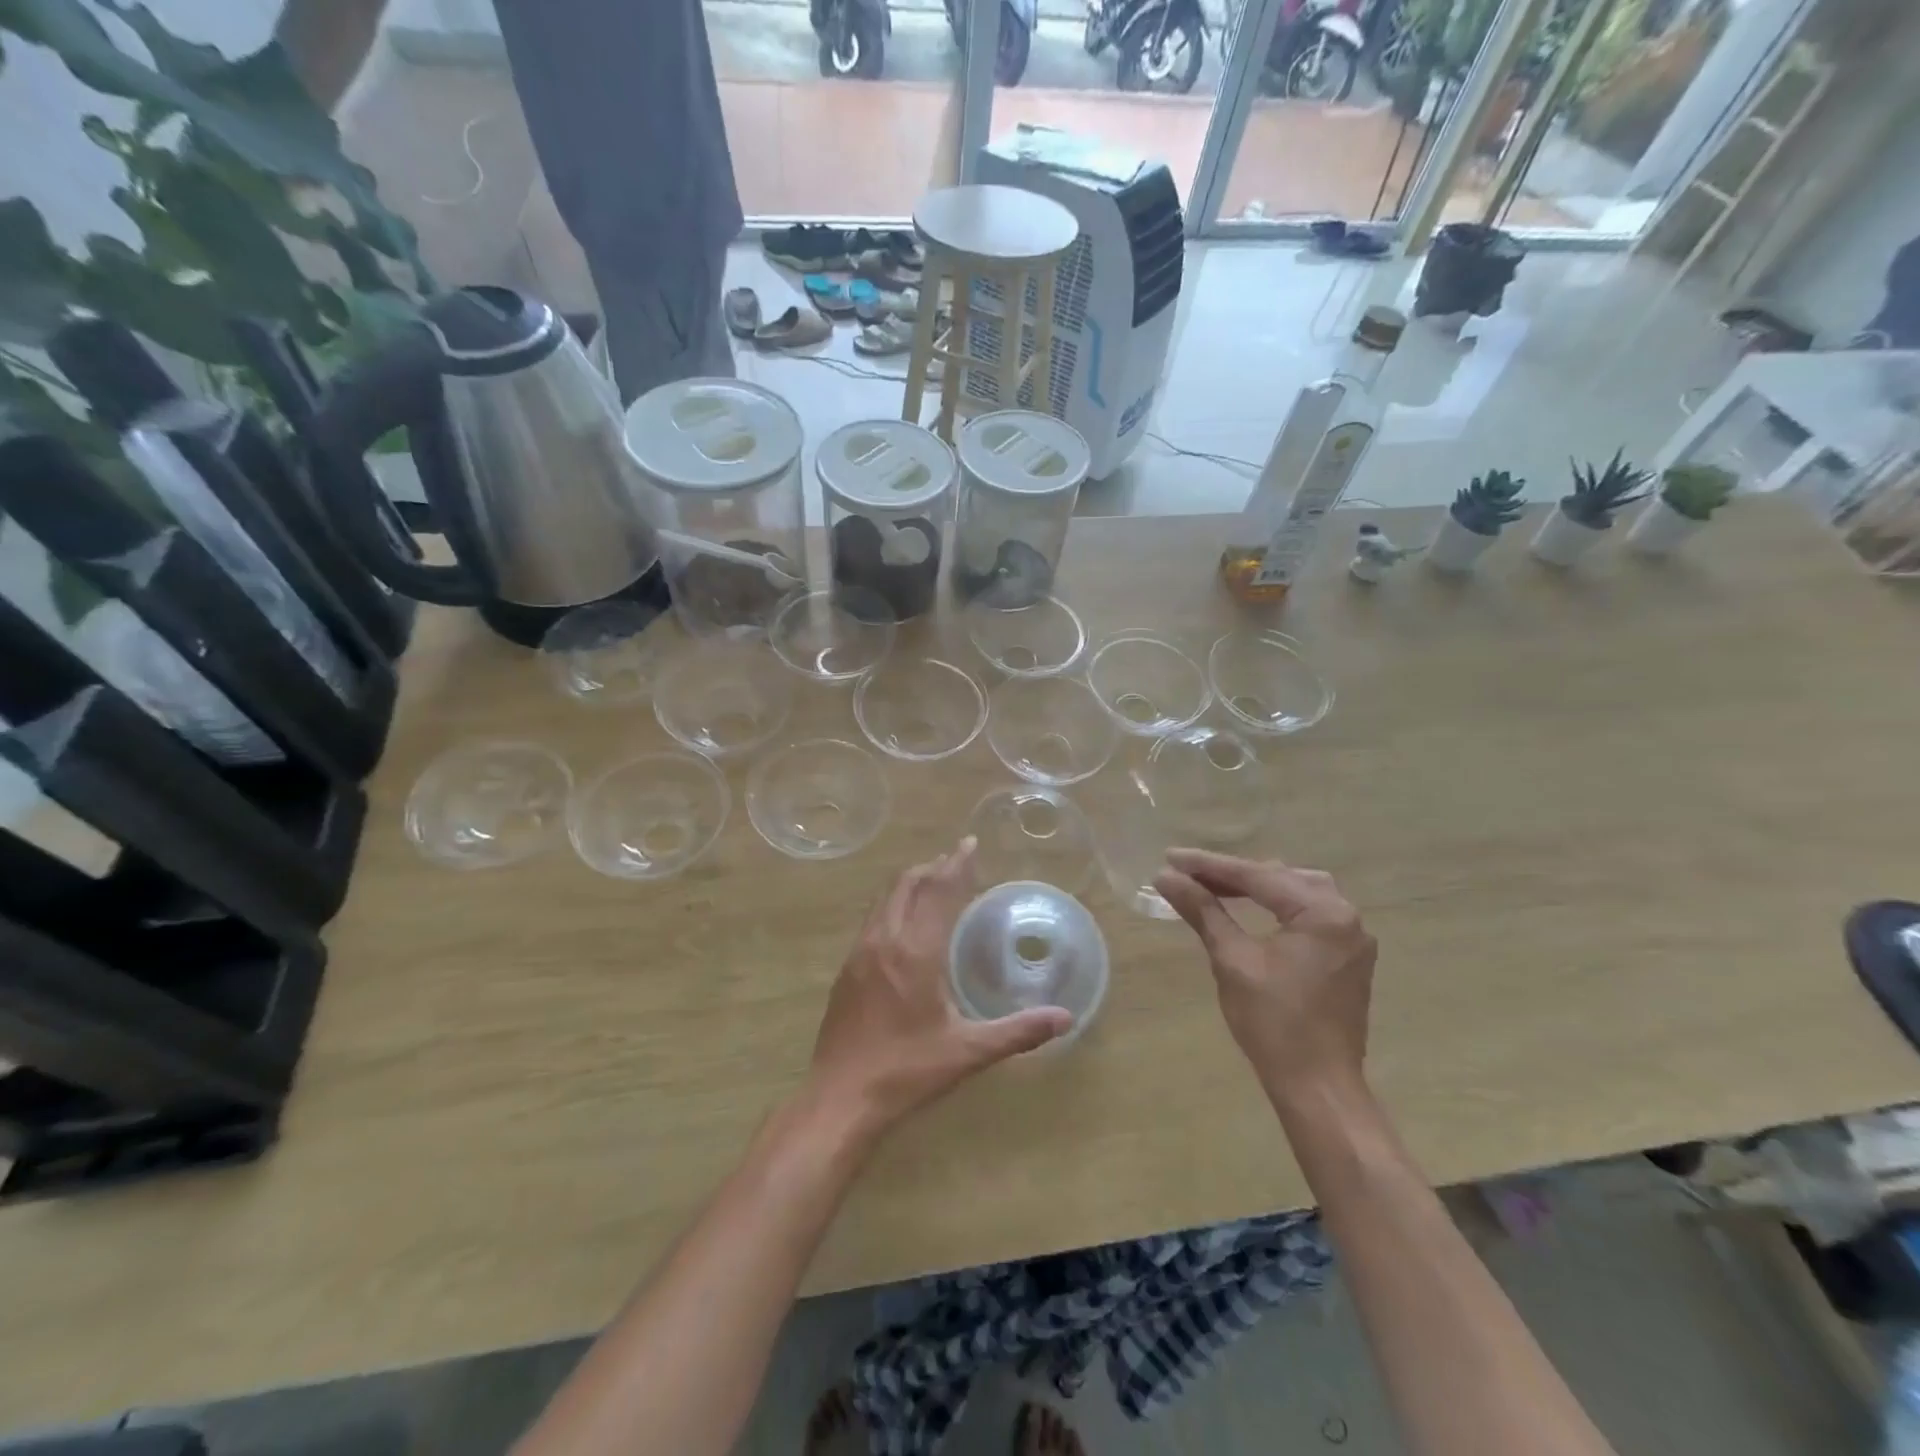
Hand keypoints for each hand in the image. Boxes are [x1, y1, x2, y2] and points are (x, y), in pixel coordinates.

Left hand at [809, 838, 1070, 1137]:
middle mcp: (885, 940)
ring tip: (933, 882)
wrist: (840, 1098)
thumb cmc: (907, 1071)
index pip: (939, 892)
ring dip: (910, 882)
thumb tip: (1065, 1019)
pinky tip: (904, 924)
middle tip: (957, 861)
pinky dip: (893, 904)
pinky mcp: (846, 968)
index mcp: (916, 952)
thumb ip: (1018, 1032)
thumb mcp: (967, 1053)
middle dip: (933, 867)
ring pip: (885, 898)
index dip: (956, 865)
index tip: (970, 844)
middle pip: (907, 884)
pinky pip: (873, 918)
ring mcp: (860, 952)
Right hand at [1153, 848, 1375, 1106]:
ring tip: (1214, 887)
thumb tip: (1166, 877)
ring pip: (1297, 892)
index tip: (1170, 858)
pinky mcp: (1348, 956)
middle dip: (1232, 874)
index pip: (1257, 876)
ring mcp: (1352, 937)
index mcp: (1323, 913)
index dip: (1209, 865)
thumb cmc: (1273, 1023)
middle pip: (1279, 878)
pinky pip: (1309, 914)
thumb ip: (1203, 911)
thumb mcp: (1232, 960)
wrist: (1318, 1087)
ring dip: (1256, 887)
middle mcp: (1346, 916)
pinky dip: (1277, 906)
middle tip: (1187, 873)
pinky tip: (1250, 909)